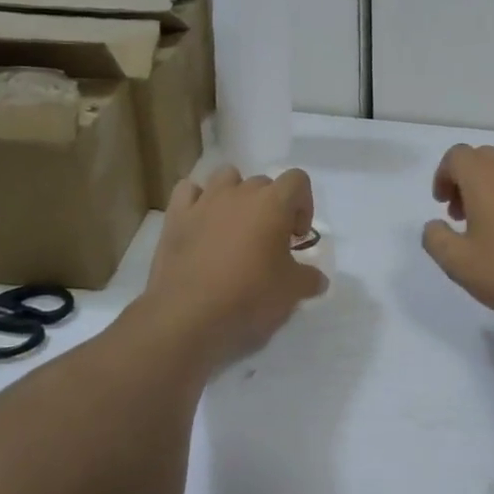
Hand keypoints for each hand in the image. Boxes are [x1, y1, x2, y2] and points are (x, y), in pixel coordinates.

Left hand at [132, 166, 326, 372]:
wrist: (188, 316)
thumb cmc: (248, 297)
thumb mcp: (293, 292)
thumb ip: (310, 278)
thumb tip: (317, 279)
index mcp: (273, 204)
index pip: (297, 180)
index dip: (303, 205)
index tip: (296, 237)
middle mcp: (240, 193)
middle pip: (263, 182)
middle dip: (270, 205)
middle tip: (268, 240)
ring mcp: (205, 201)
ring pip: (226, 177)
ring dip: (235, 194)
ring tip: (235, 225)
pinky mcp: (176, 216)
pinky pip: (188, 191)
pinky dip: (197, 200)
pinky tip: (201, 221)